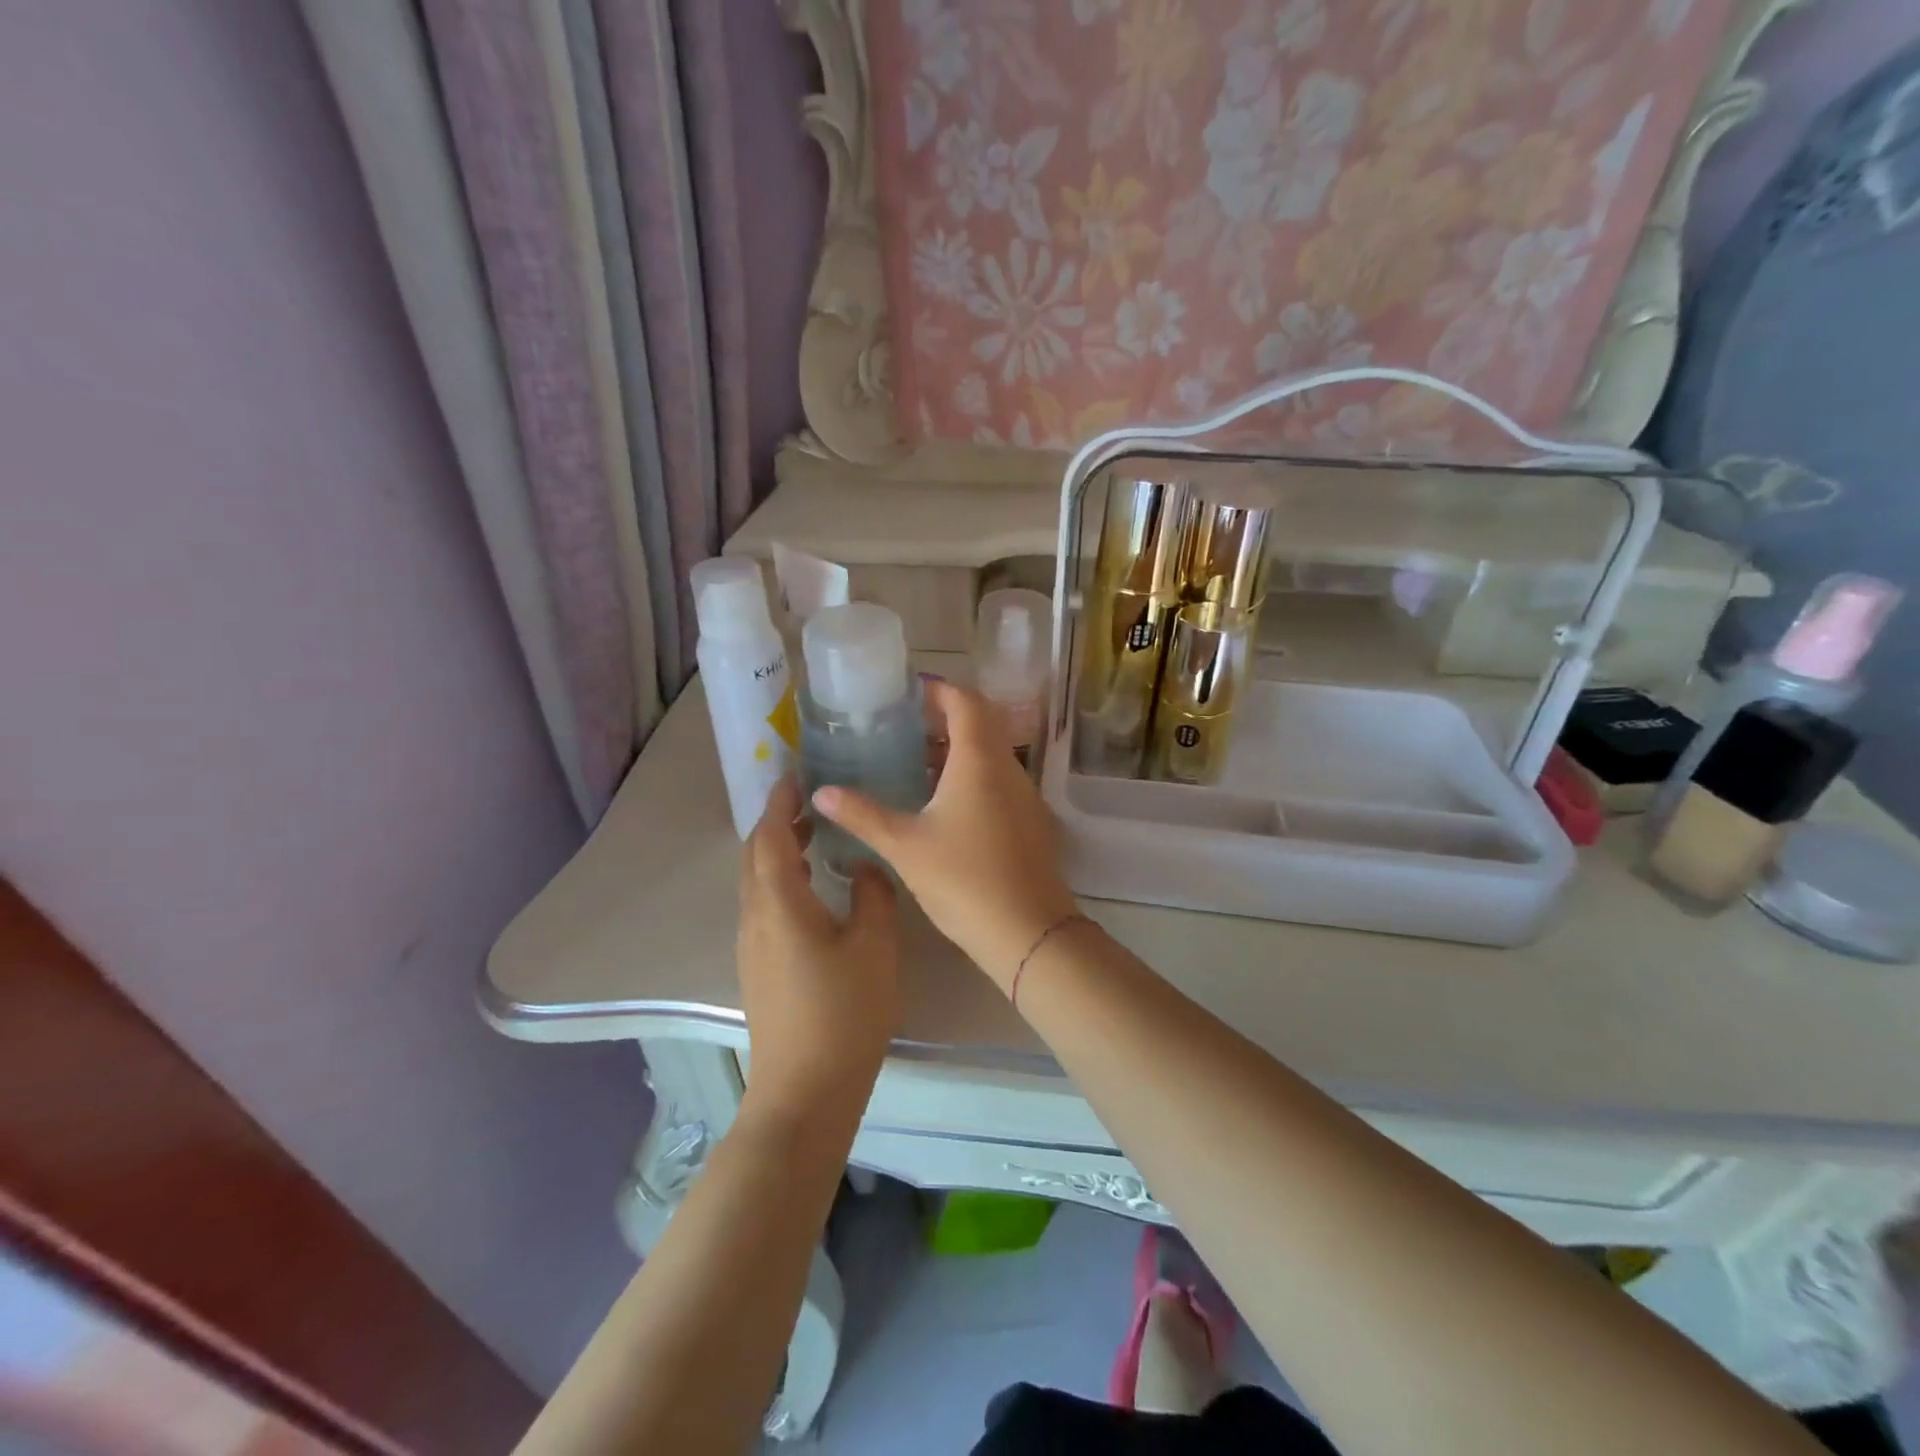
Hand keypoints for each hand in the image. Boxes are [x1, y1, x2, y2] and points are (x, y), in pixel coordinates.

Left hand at [737, 779, 899, 1107]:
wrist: (805, 1090)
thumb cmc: (844, 1012)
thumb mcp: (874, 945)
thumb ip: (872, 894)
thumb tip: (863, 865)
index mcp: (779, 903)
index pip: (769, 836)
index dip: (779, 803)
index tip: (796, 775)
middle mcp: (754, 917)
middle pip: (754, 856)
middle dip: (777, 824)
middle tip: (812, 805)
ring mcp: (751, 946)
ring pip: (756, 882)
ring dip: (778, 852)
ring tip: (815, 839)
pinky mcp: (758, 968)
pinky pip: (762, 906)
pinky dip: (781, 881)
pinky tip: (813, 890)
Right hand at [814, 681, 1077, 992]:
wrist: (1028, 932)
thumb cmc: (963, 880)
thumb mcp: (904, 846)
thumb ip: (861, 814)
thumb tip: (821, 792)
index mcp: (979, 760)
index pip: (965, 701)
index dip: (938, 691)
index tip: (906, 696)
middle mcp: (1007, 768)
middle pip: (980, 723)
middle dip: (943, 719)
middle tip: (902, 729)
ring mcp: (1023, 795)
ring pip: (990, 754)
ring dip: (956, 750)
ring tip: (913, 764)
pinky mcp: (1029, 820)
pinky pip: (998, 780)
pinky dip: (970, 776)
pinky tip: (941, 805)